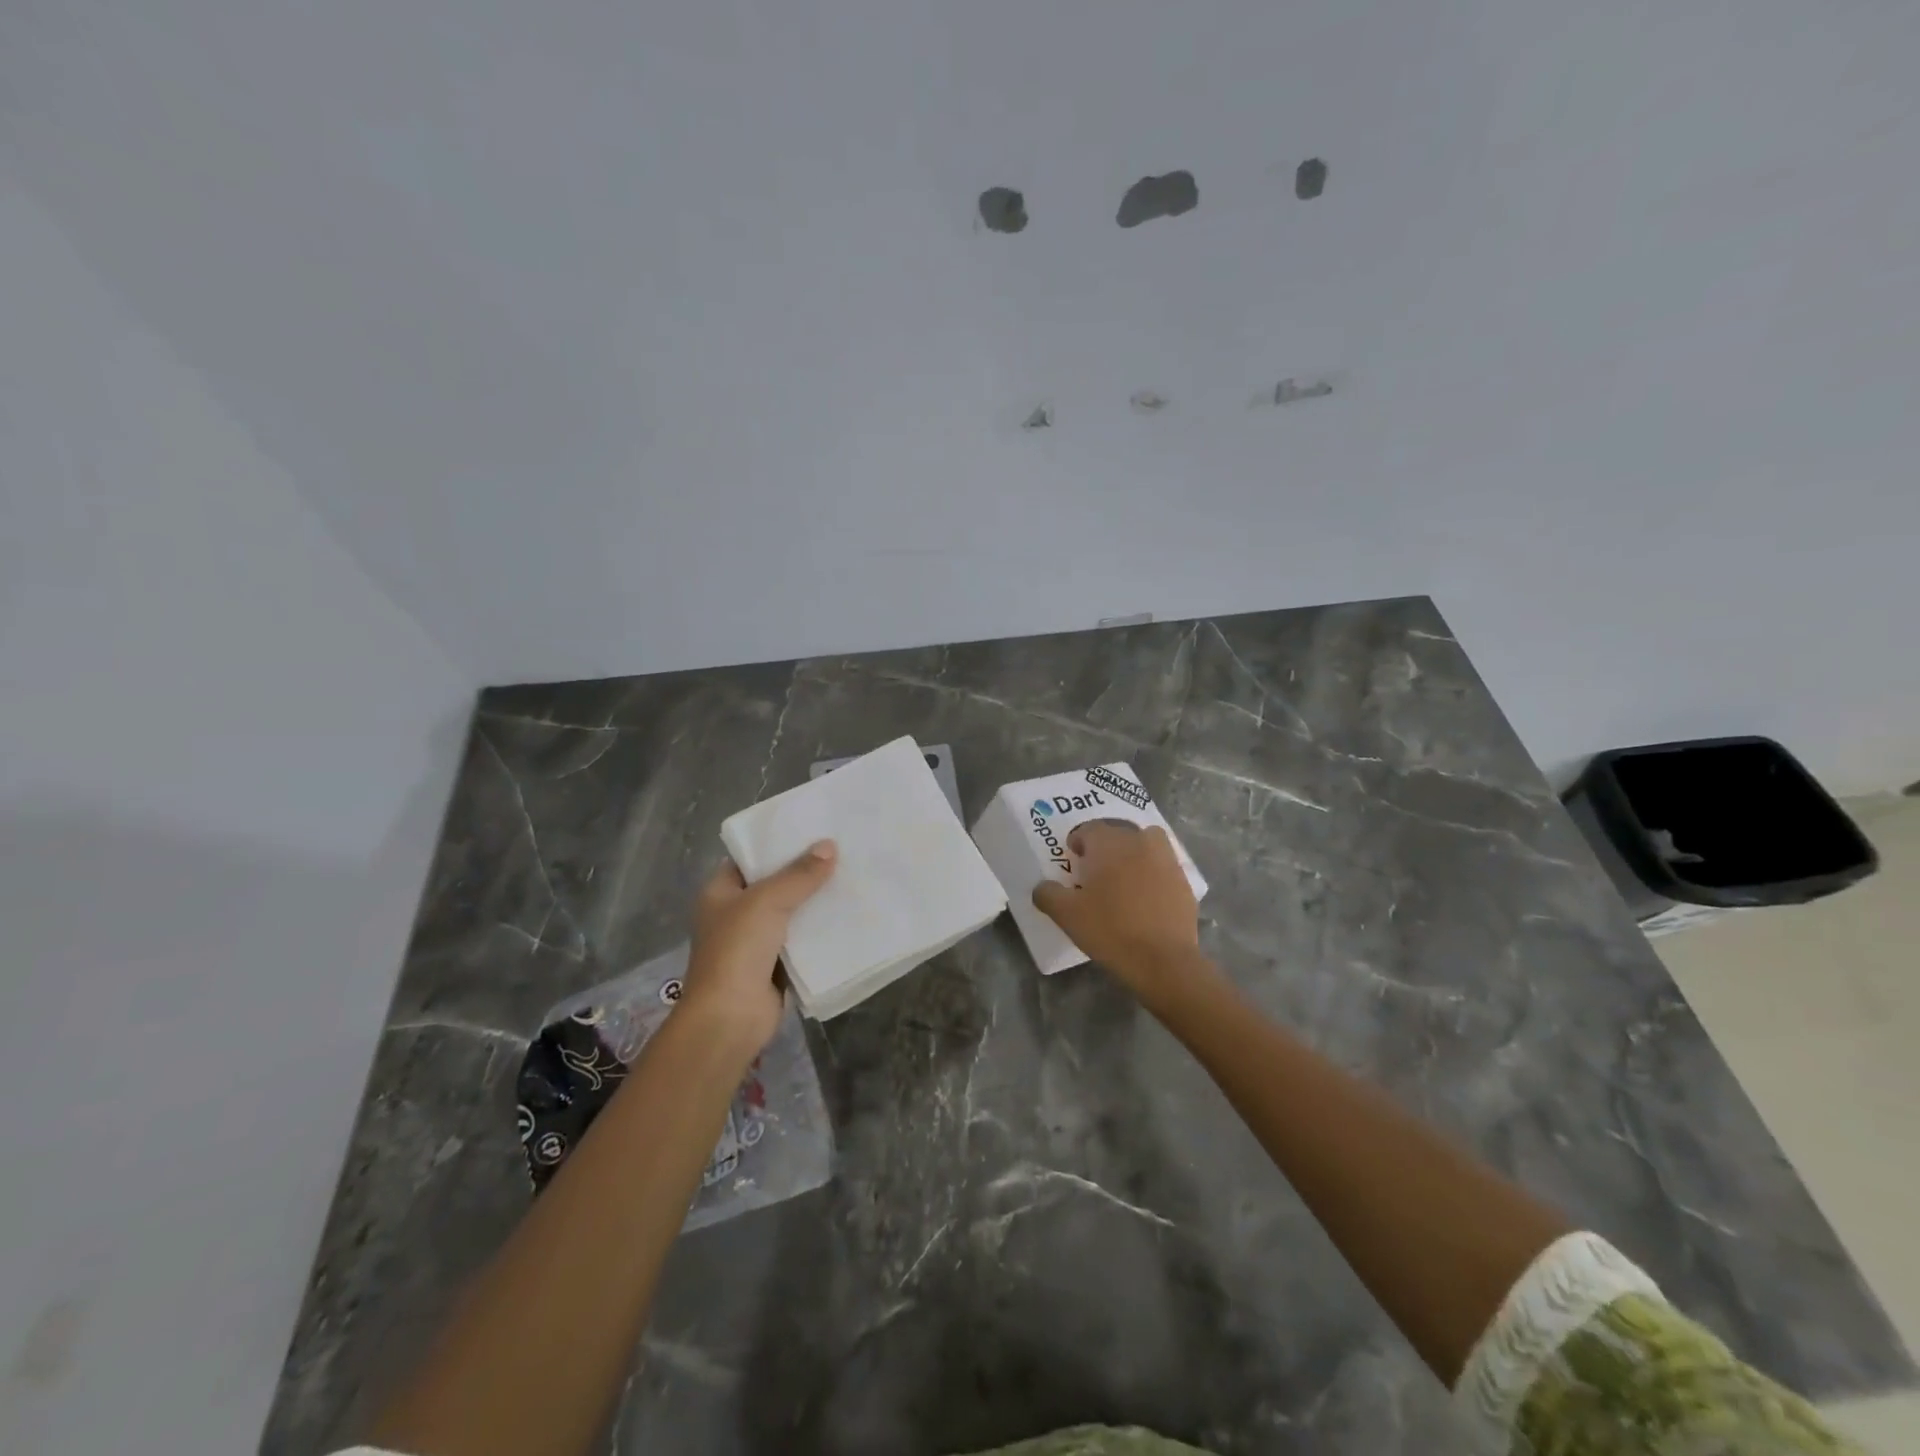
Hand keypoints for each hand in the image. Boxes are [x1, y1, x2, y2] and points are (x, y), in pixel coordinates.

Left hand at [680, 840, 836, 1057]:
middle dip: (804, 871)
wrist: (730, 1018)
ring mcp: (755, 941)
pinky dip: (820, 929)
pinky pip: (802, 939)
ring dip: (815, 900)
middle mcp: (735, 913)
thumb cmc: (737, 950)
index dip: (776, 844)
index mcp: (720, 892)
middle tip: (841, 849)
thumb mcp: (767, 901)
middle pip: (774, 884)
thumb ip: (799, 874)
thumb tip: (830, 846)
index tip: (811, 829)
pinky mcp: (775, 964)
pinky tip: (848, 913)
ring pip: (791, 912)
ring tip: (851, 875)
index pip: (749, 858)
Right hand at [1032, 821, 1197, 996]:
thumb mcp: (1066, 915)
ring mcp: (1166, 859)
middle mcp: (1138, 841)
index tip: (1074, 860)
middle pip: (1118, 832)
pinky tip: (1147, 898)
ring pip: (1146, 842)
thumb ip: (1048, 894)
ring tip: (1124, 878)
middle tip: (1095, 871)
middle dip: (1105, 846)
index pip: (1088, 828)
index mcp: (1108, 843)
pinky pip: (1163, 866)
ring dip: (1134, 852)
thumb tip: (1042, 887)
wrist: (1163, 960)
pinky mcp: (1184, 880)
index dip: (1078, 842)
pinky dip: (1153, 872)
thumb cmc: (1109, 930)